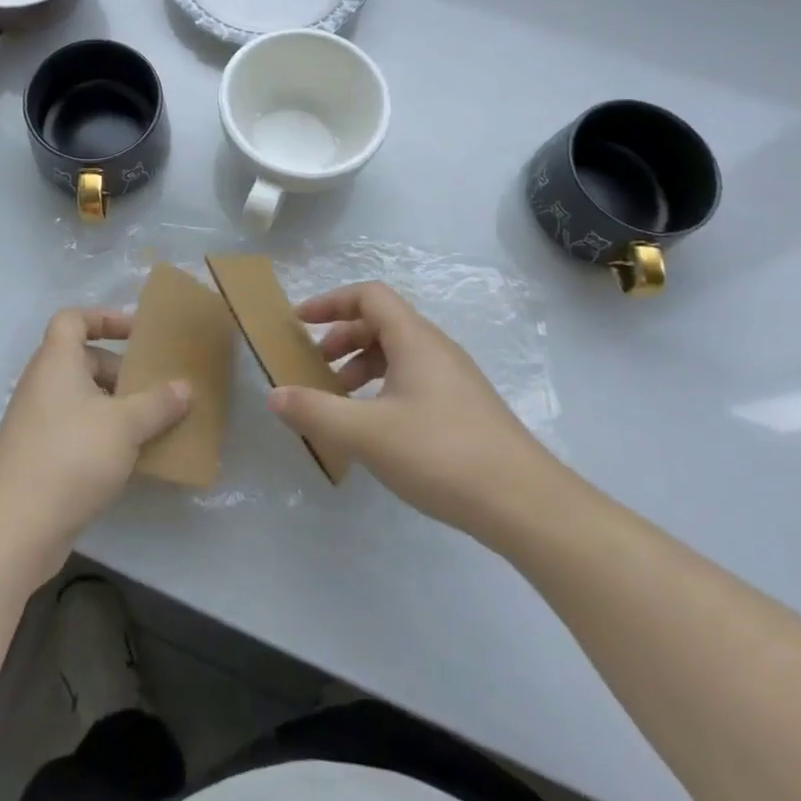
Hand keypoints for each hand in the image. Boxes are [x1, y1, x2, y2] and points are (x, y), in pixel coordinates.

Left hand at [0, 307, 190, 586]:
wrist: (16, 527)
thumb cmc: (72, 456)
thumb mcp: (125, 425)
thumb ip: (158, 403)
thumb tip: (185, 387)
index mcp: (56, 361)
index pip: (73, 319)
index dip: (104, 318)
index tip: (137, 333)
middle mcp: (42, 384)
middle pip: (83, 360)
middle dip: (120, 371)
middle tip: (154, 387)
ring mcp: (37, 422)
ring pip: (82, 399)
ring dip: (115, 407)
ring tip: (151, 424)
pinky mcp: (39, 456)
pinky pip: (77, 430)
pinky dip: (102, 435)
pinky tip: (130, 458)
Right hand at [267, 281, 562, 547]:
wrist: (525, 504)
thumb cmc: (441, 454)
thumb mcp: (367, 434)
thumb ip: (316, 412)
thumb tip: (274, 396)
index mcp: (414, 338)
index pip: (368, 296)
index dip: (331, 302)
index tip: (300, 321)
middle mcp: (436, 348)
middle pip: (382, 322)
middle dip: (343, 337)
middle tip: (316, 365)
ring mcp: (455, 378)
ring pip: (399, 353)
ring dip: (363, 365)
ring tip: (341, 399)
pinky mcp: (465, 408)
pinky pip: (414, 378)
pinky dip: (385, 387)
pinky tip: (377, 427)